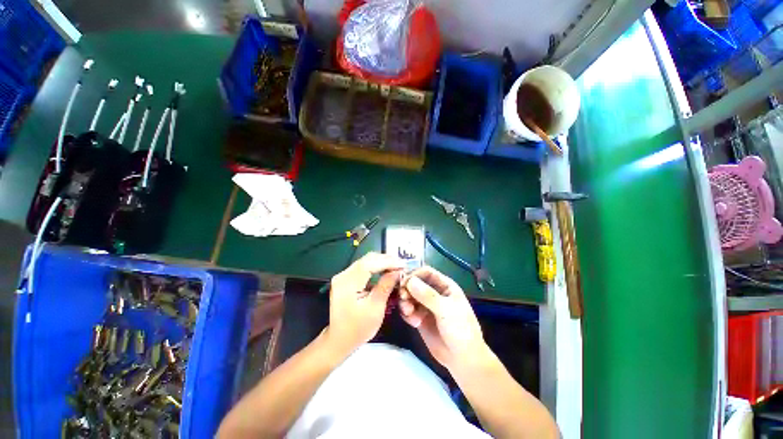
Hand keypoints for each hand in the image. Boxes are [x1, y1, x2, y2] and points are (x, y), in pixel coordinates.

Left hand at [325, 252, 403, 355]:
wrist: (339, 340)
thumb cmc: (357, 328)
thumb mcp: (375, 308)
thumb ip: (385, 286)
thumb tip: (397, 271)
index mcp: (348, 283)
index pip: (369, 263)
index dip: (387, 261)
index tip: (403, 264)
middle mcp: (343, 275)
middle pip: (367, 259)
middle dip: (386, 260)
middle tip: (402, 265)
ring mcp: (343, 276)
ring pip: (365, 261)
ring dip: (381, 263)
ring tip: (396, 267)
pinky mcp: (345, 279)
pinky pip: (363, 268)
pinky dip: (375, 267)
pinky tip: (385, 271)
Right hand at [399, 266, 489, 370]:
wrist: (463, 359)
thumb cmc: (460, 330)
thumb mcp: (446, 310)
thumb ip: (427, 295)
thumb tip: (410, 280)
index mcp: (445, 286)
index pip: (426, 272)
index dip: (414, 275)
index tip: (404, 283)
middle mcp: (434, 293)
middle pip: (415, 283)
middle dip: (407, 289)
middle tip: (404, 299)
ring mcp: (427, 306)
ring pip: (410, 296)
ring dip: (406, 302)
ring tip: (409, 313)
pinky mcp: (420, 318)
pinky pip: (409, 310)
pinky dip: (407, 314)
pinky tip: (413, 323)